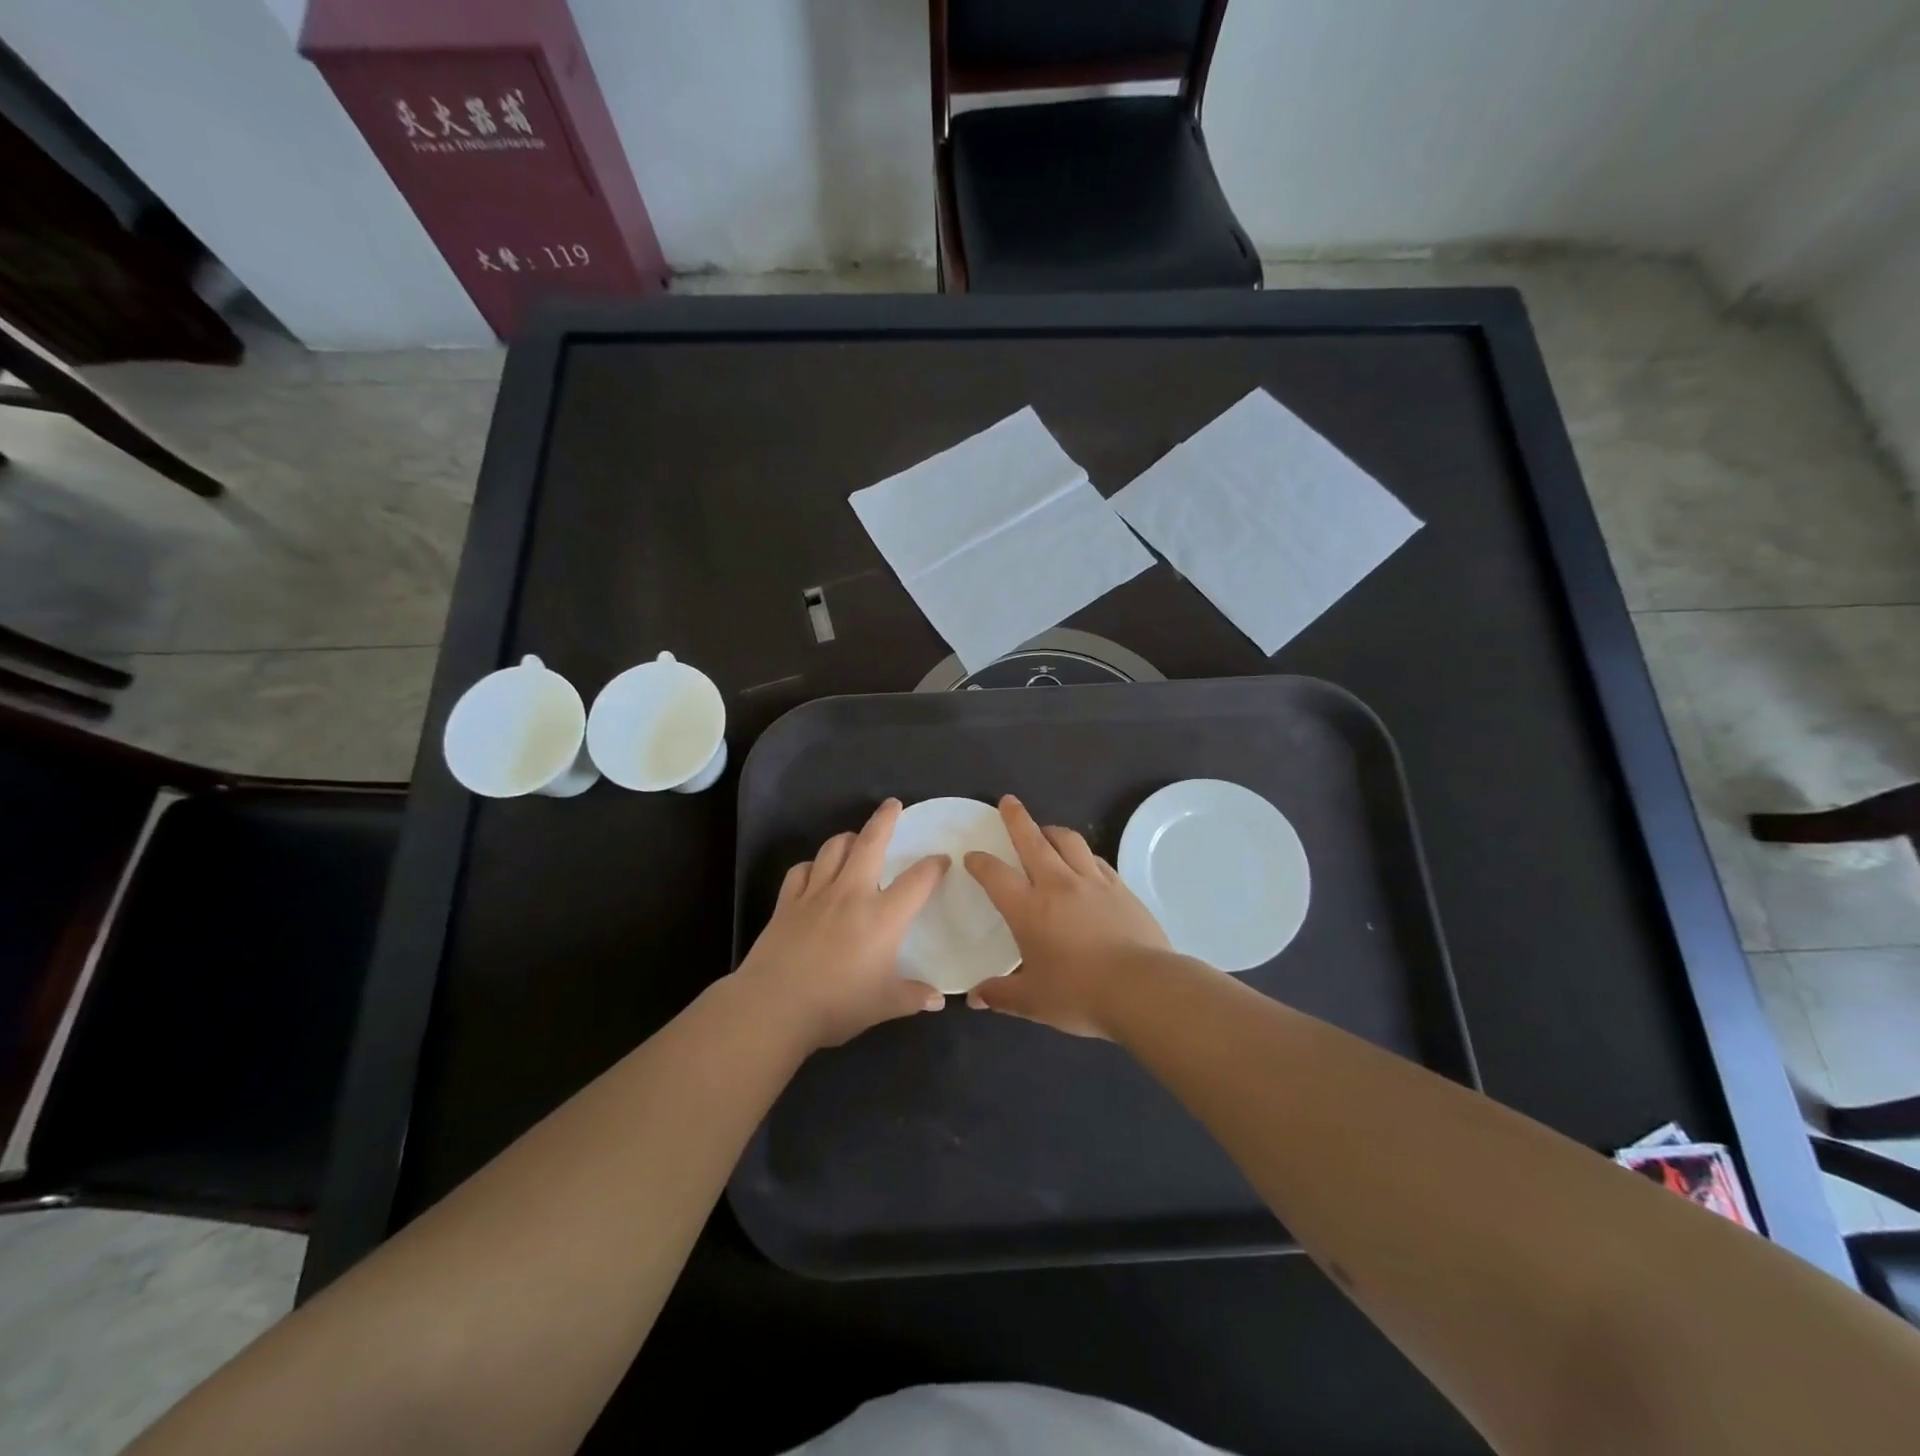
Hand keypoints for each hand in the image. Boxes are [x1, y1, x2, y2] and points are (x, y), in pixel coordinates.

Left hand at [733, 798, 948, 1050]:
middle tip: (893, 805)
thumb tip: (938, 1000)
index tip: (941, 860)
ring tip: (855, 838)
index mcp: (883, 916)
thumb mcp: (884, 1005)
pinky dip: (811, 866)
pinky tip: (815, 872)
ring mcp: (816, 894)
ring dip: (847, 838)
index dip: (934, 865)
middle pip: (870, 843)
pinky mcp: (787, 902)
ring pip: (833, 849)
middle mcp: (852, 894)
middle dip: (885, 820)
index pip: (917, 880)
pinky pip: (801, 871)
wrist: (774, 1006)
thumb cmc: (836, 1004)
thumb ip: (913, 997)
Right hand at [963, 796, 1171, 1037]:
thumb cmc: (1079, 994)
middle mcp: (1058, 885)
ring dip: (1052, 831)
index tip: (972, 856)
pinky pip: (1097, 860)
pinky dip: (1084, 854)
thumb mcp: (1032, 1002)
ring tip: (1045, 830)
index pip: (995, 875)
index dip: (980, 863)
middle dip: (1016, 818)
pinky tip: (1084, 861)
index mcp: (1028, 909)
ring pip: (1069, 841)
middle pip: (1033, 840)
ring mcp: (1093, 882)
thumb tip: (974, 998)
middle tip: (1008, 802)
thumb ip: (1000, 995)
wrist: (1143, 988)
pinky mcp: (1121, 888)